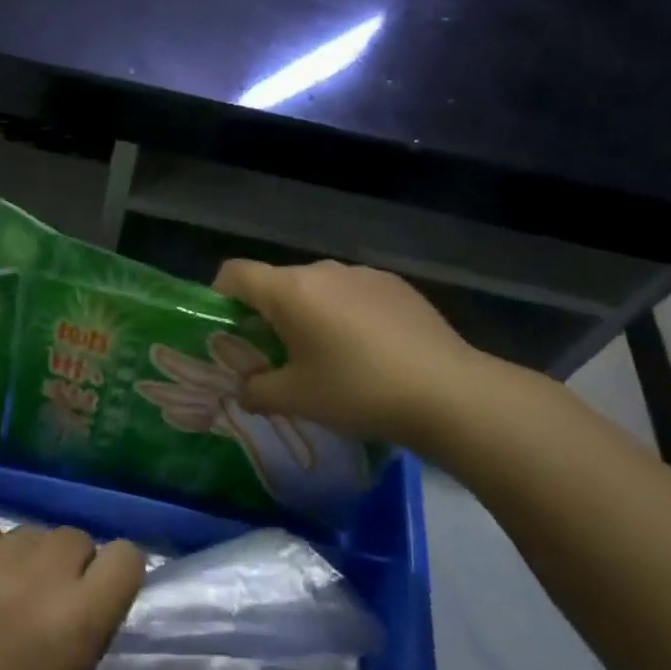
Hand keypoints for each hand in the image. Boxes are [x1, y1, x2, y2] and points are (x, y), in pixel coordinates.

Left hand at [0, 523, 146, 669]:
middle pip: (73, 538)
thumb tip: (83, 597)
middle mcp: (33, 581)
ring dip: (27, 560)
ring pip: (27, 532)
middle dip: (70, 567)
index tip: (103, 594)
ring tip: (3, 597)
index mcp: (74, 624)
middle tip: (47, 603)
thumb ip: (82, 635)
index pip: (124, 557)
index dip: (118, 575)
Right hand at [213, 259, 512, 461]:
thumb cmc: (358, 391)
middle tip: (278, 356)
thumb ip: (256, 391)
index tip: (229, 330)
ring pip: (317, 288)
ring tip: (329, 357)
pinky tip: (370, 352)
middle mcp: (322, 270)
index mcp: (289, 290)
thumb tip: (244, 388)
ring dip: (309, 314)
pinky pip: (353, 293)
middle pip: (277, 282)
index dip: (220, 296)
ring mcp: (363, 274)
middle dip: (268, 314)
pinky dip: (346, 314)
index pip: (234, 273)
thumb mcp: (296, 400)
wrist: (450, 393)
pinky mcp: (396, 285)